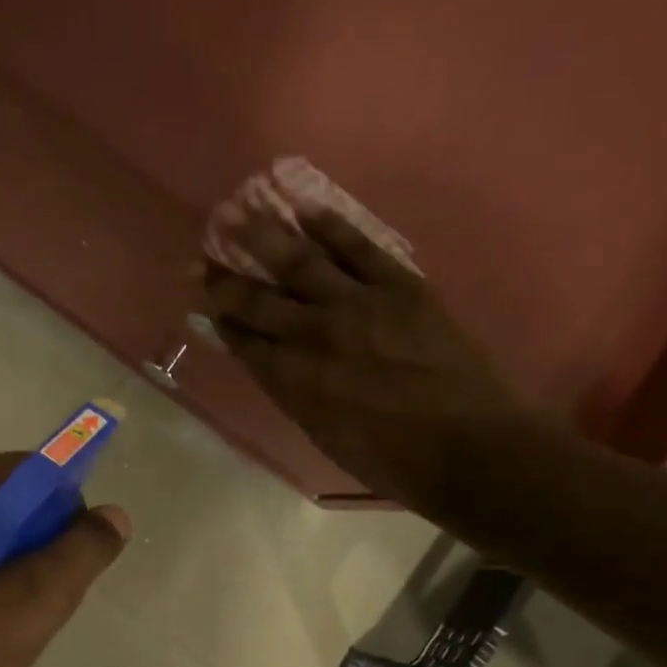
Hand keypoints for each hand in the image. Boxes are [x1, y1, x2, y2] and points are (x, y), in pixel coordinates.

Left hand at [0, 453, 129, 666]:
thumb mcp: (33, 601)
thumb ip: (82, 552)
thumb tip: (115, 516)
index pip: (29, 472)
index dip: (66, 508)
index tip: (78, 556)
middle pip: (6, 503)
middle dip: (40, 542)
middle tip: (54, 591)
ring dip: (16, 566)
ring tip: (26, 613)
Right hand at [202, 205, 548, 512]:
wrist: (467, 447)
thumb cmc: (389, 458)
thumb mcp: (322, 434)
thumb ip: (289, 391)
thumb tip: (265, 359)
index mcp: (293, 380)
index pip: (244, 340)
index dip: (219, 318)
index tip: (201, 299)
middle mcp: (315, 335)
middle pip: (258, 299)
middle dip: (224, 279)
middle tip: (200, 256)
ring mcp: (358, 304)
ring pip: (299, 261)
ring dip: (263, 235)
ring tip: (237, 211)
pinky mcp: (399, 285)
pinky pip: (357, 247)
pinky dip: (328, 225)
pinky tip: (302, 207)